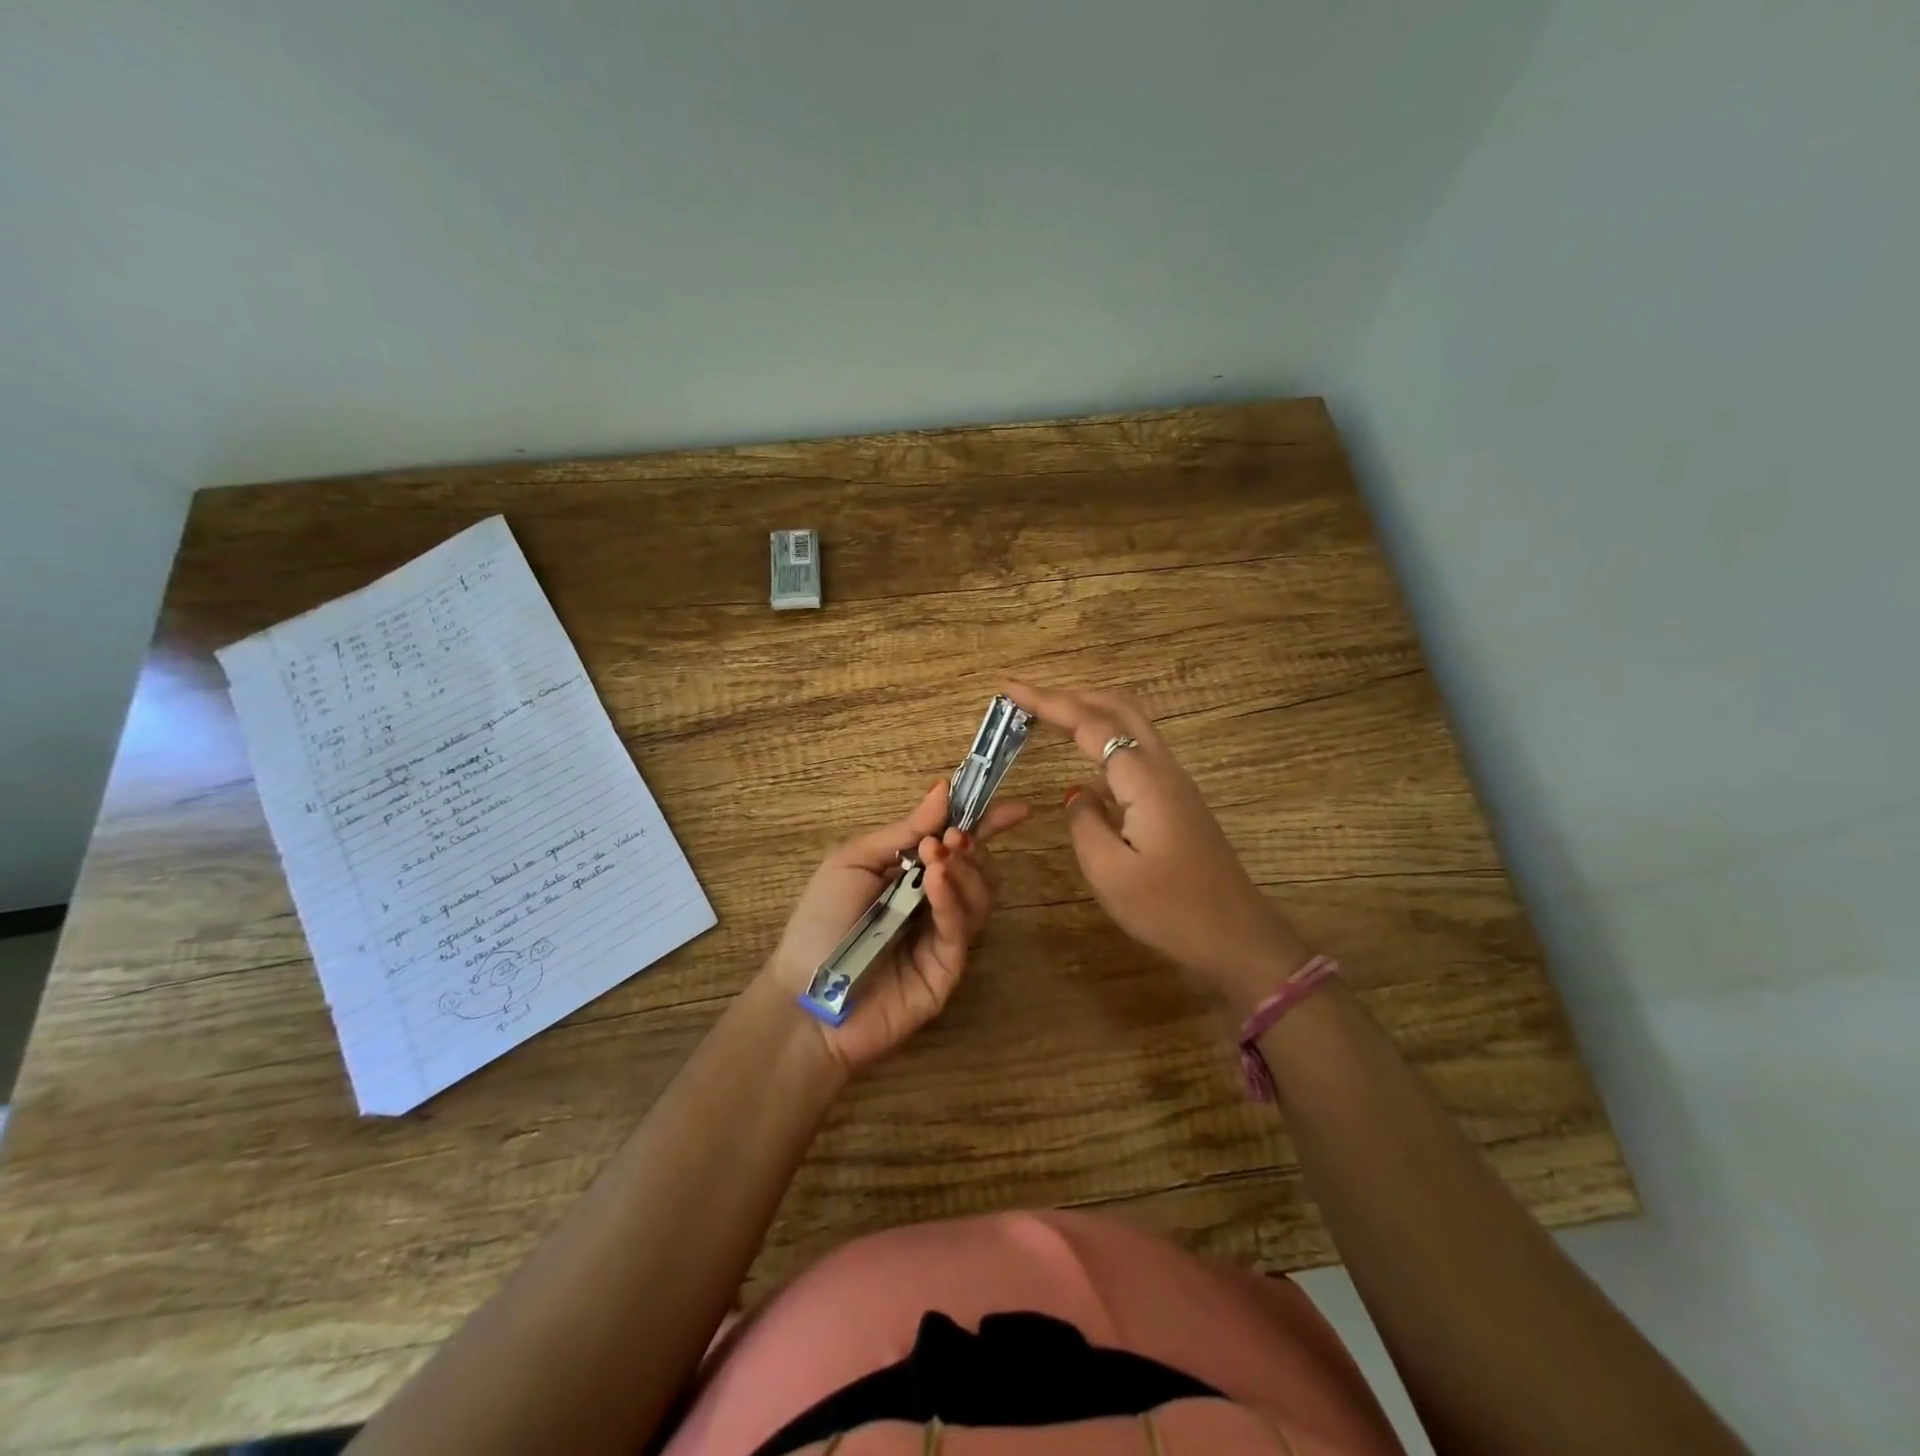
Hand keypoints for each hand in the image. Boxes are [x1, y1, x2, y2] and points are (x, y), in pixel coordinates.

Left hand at [763, 780, 1028, 1072]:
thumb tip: (943, 790)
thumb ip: (902, 831)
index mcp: (911, 874)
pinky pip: (960, 927)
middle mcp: (934, 902)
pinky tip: (937, 881)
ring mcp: (943, 936)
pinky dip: (952, 898)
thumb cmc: (820, 923)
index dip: (987, 823)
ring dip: (966, 869)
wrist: (803, 998)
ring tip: (938, 858)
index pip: (959, 844)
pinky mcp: (948, 967)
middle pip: (979, 869)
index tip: (1015, 808)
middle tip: (951, 838)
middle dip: (973, 846)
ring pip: (980, 896)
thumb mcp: (853, 862)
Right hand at [1004, 680, 1309, 1013]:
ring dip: (1091, 711)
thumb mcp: (1109, 872)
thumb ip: (1084, 822)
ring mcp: (1175, 782)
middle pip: (1119, 708)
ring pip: (1132, 725)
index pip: (1090, 724)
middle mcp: (1162, 769)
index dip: (1048, 702)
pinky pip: (1137, 751)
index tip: (1010, 689)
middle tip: (1028, 699)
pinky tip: (1085, 759)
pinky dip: (1106, 738)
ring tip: (1050, 717)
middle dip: (1072, 695)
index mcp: (1144, 780)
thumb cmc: (1169, 908)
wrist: (1234, 935)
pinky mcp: (1177, 800)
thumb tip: (1077, 793)